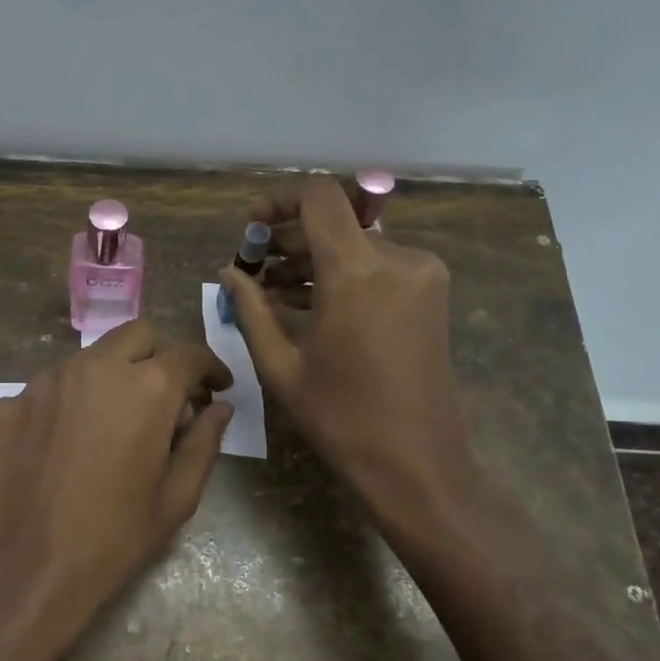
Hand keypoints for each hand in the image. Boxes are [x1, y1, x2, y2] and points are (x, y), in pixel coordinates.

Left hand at [0, 321, 232, 660]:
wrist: (27, 569)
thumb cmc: (116, 538)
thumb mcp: (178, 497)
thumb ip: (204, 442)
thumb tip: (219, 408)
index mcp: (146, 388)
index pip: (188, 354)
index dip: (210, 368)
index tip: (216, 389)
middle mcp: (94, 368)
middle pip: (137, 336)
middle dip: (161, 357)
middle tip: (168, 398)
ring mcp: (45, 381)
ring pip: (90, 358)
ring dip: (113, 376)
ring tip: (114, 423)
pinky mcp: (8, 403)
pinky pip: (49, 389)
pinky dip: (69, 404)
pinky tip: (66, 445)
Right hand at [220, 177, 485, 532]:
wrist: (417, 463)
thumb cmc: (342, 418)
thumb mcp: (281, 366)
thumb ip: (251, 309)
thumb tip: (229, 272)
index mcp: (357, 272)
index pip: (318, 198)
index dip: (280, 200)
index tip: (252, 226)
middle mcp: (397, 258)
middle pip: (336, 220)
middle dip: (290, 236)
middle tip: (254, 266)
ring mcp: (421, 274)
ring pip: (356, 243)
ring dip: (314, 258)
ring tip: (274, 290)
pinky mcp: (430, 293)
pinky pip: (377, 265)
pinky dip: (341, 273)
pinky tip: (309, 301)